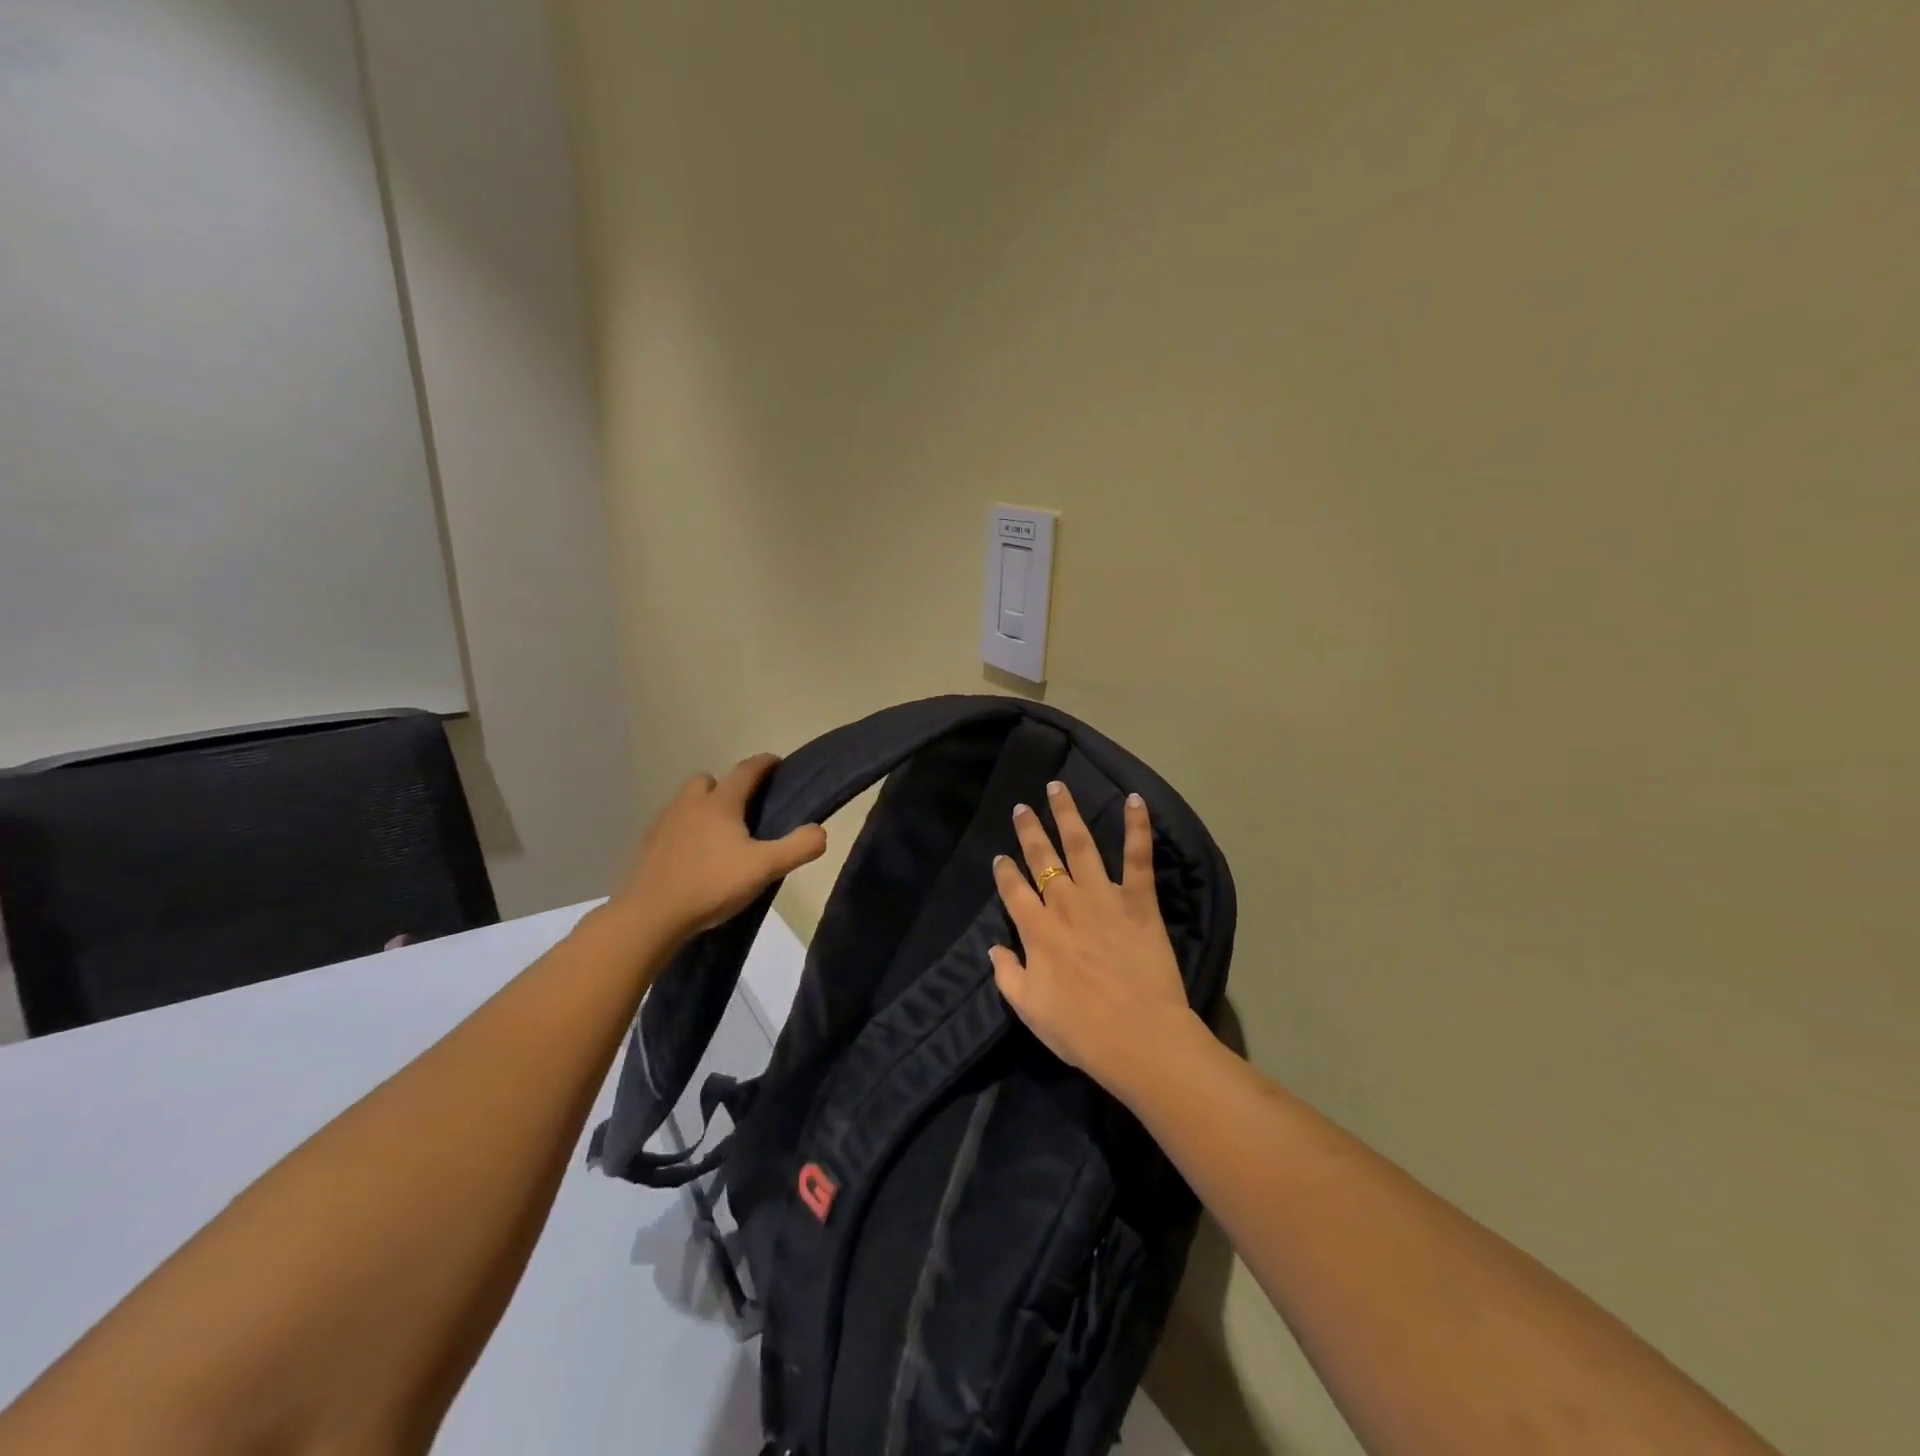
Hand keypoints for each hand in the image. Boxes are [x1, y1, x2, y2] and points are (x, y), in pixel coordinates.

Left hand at [616, 754, 826, 939]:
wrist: (650, 916)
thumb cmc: (711, 885)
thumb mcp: (764, 868)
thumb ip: (798, 847)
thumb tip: (820, 831)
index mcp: (720, 803)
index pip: (746, 770)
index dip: (765, 764)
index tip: (777, 763)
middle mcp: (690, 803)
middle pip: (710, 781)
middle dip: (728, 787)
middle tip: (745, 810)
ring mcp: (664, 822)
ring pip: (687, 801)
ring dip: (704, 807)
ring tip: (719, 835)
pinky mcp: (647, 844)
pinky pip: (671, 825)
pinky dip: (685, 830)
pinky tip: (693, 855)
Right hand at [990, 780, 1199, 1090]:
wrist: (1139, 1038)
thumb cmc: (1081, 1031)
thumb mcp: (1029, 1009)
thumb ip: (1007, 974)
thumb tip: (993, 947)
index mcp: (1037, 930)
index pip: (1013, 891)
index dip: (1004, 872)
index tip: (1000, 857)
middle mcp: (1065, 904)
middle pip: (1042, 858)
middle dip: (1029, 830)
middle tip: (1021, 807)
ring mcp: (1102, 897)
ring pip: (1080, 845)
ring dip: (1067, 814)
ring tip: (1057, 788)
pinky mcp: (1138, 901)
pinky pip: (1138, 857)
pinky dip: (1137, 826)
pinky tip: (1135, 799)